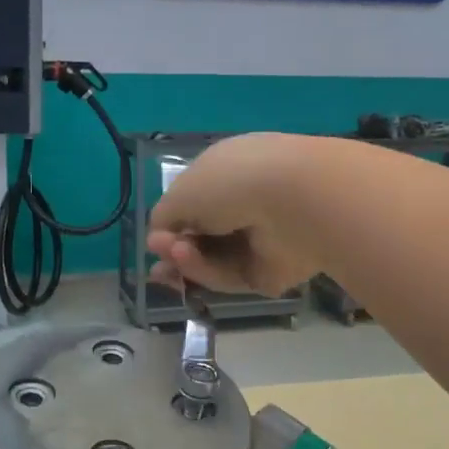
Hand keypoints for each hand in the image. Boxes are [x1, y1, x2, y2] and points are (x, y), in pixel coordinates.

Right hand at [147, 132, 322, 294]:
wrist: (292, 201)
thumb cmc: (231, 182)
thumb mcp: (181, 192)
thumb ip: (165, 216)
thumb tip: (161, 237)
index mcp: (229, 171)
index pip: (196, 202)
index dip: (172, 223)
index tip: (155, 239)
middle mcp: (247, 203)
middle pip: (203, 237)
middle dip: (175, 249)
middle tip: (158, 260)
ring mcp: (262, 239)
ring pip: (214, 260)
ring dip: (188, 260)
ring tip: (174, 253)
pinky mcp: (272, 271)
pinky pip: (232, 277)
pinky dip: (209, 272)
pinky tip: (192, 261)